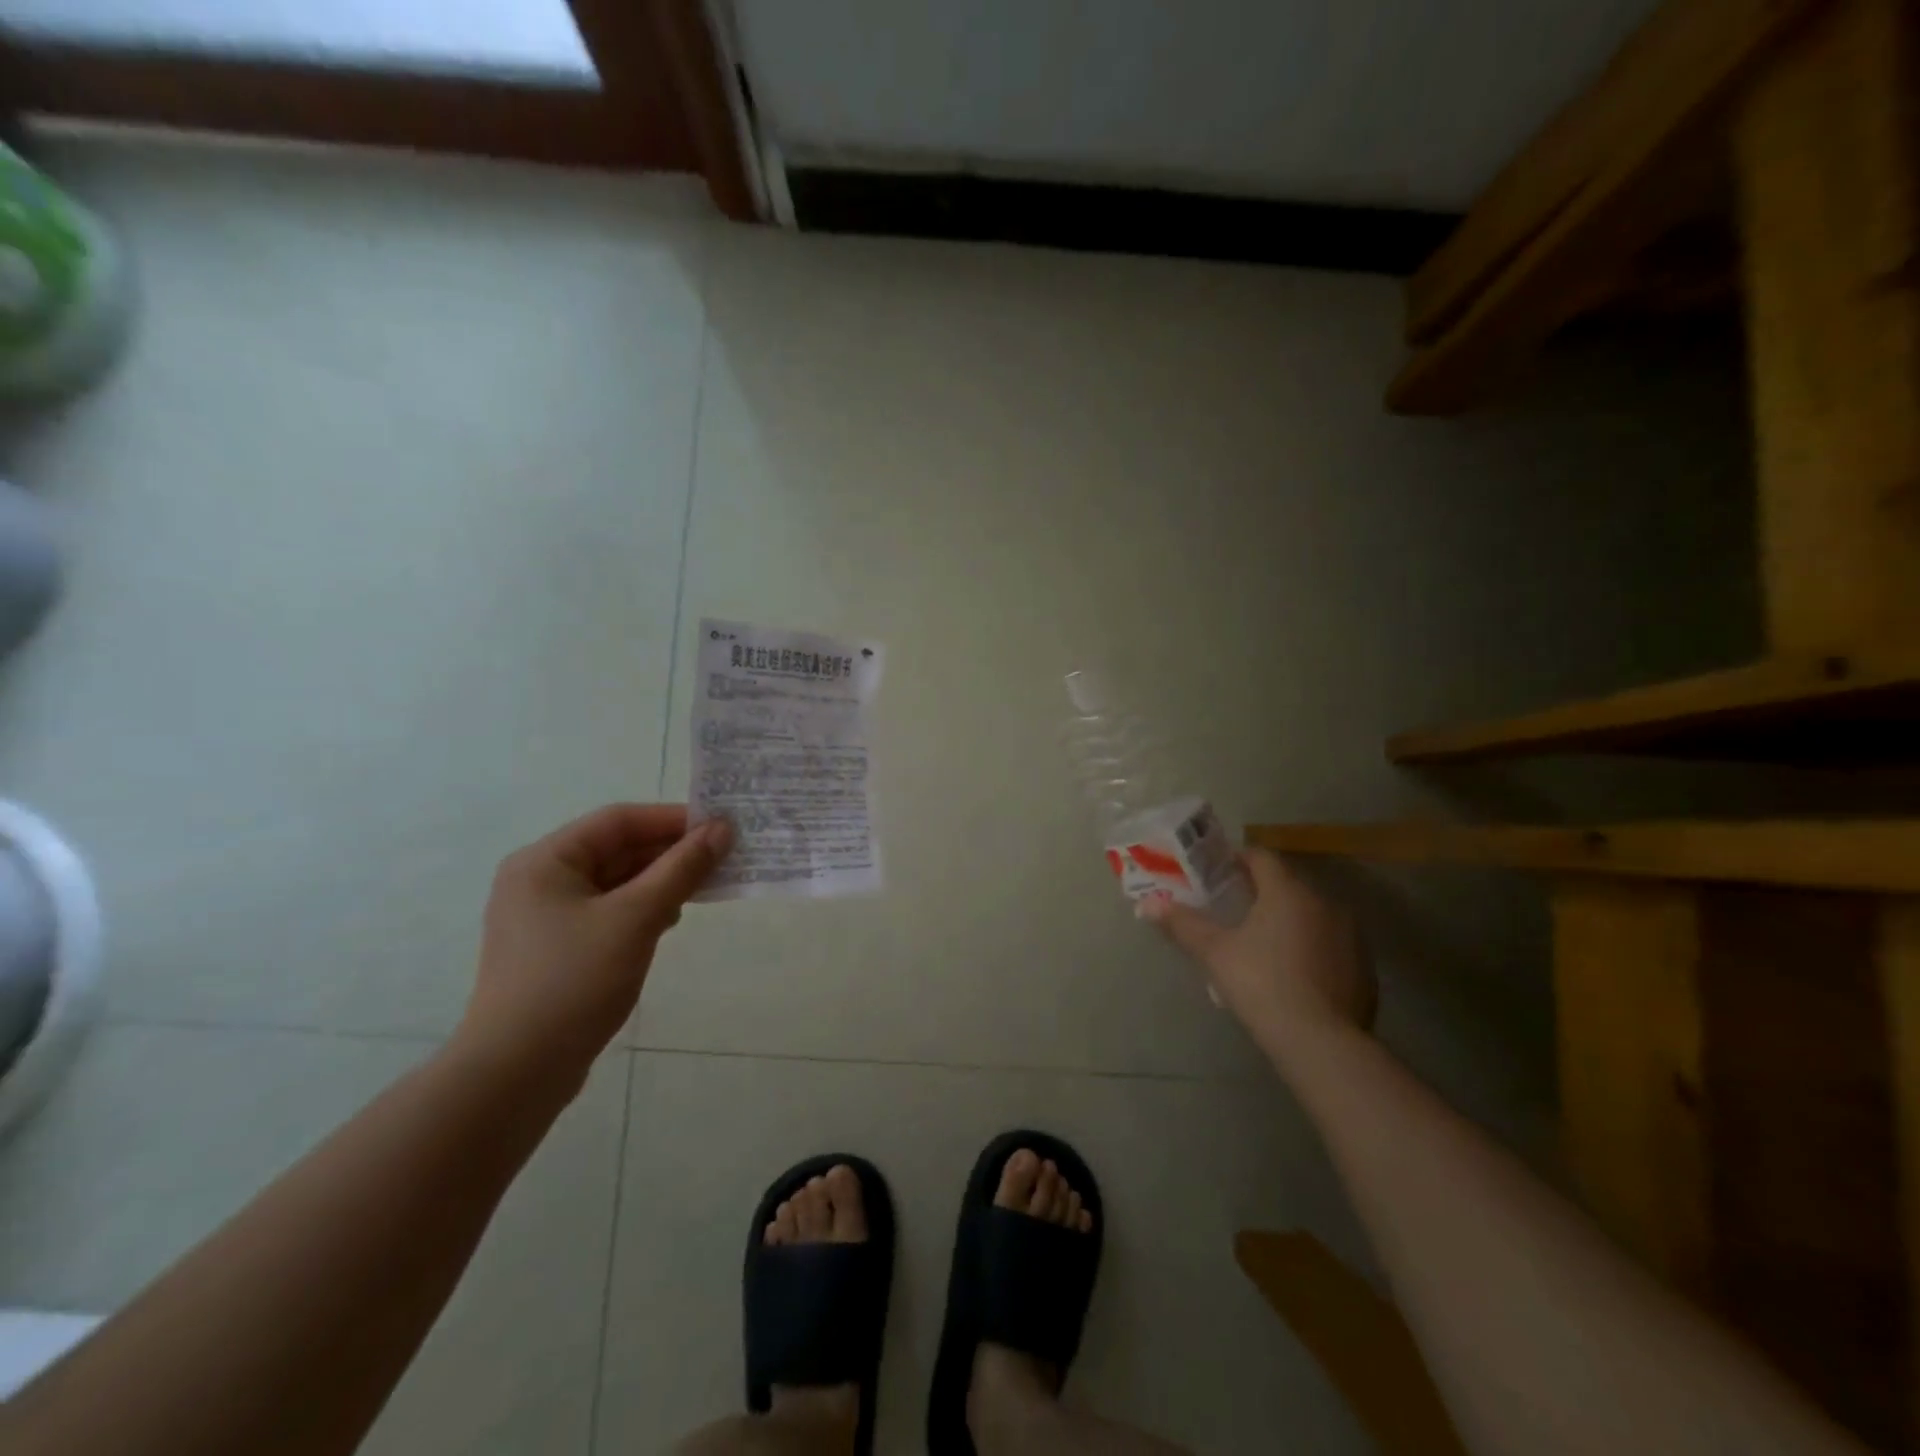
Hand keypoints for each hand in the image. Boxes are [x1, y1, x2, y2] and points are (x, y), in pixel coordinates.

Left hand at [456, 804, 731, 1098]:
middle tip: (723, 856)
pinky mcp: (558, 948)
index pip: (619, 820)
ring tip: (705, 887)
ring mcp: (546, 917)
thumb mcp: (636, 918)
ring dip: (661, 880)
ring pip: (616, 882)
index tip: (720, 826)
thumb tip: (722, 829)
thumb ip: (681, 869)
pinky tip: (671, 920)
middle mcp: (541, 880)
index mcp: (546, 861)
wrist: (515, 1074)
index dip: (673, 819)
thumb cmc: (573, 982)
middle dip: (671, 852)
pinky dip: (643, 908)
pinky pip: (610, 911)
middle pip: (617, 849)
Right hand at [1142, 848, 1374, 1060]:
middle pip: (1287, 885)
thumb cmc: (1260, 983)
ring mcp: (1351, 936)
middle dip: (1261, 893)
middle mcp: (1325, 903)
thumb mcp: (1214, 952)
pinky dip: (1312, 949)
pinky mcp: (1364, 968)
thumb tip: (1145, 904)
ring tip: (1262, 945)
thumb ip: (1182, 924)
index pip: (1261, 857)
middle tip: (1234, 911)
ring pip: (1312, 915)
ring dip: (1289, 921)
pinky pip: (1331, 945)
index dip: (1237, 860)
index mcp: (1287, 891)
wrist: (1321, 1042)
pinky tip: (1293, 975)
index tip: (1218, 874)